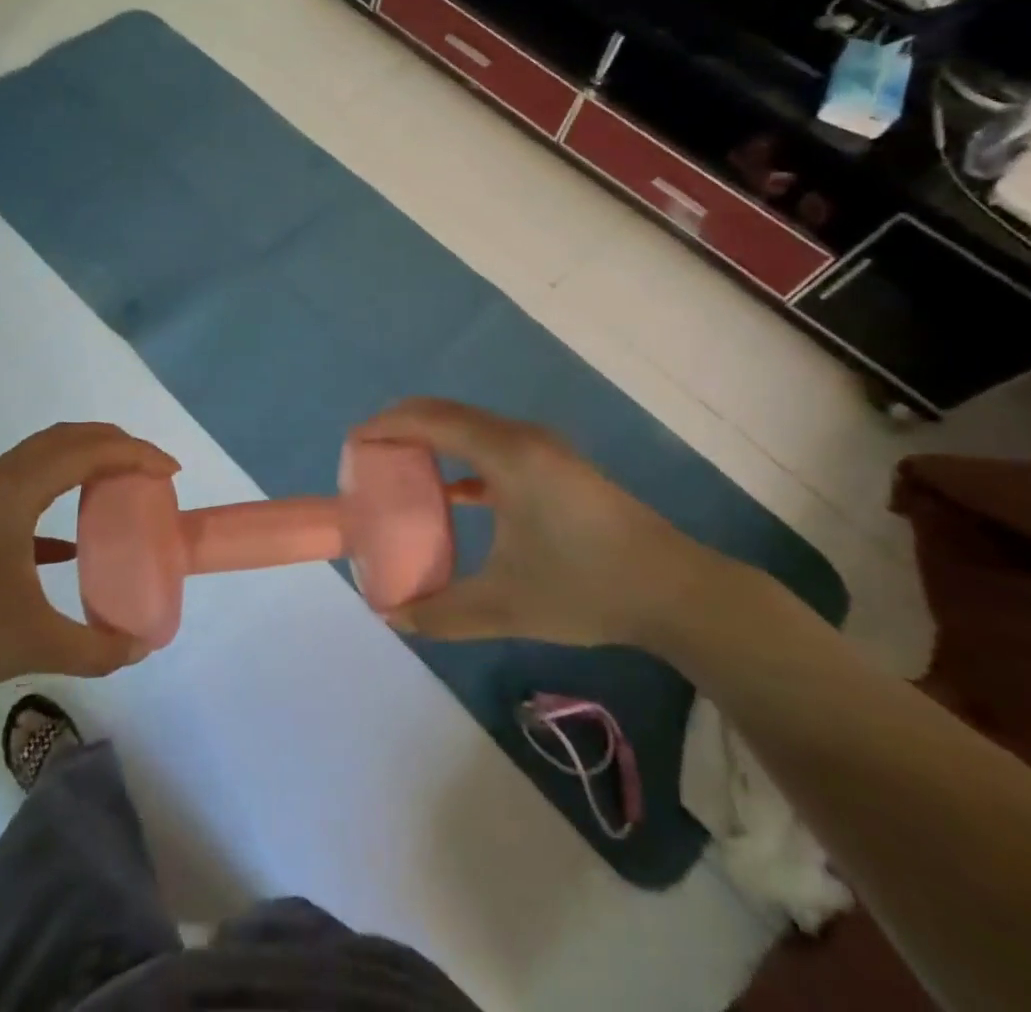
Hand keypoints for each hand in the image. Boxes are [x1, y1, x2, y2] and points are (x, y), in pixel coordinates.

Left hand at [0, 423, 179, 697]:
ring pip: (39, 458)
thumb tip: (140, 648)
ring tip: (117, 486)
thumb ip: (94, 648)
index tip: (171, 471)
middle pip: (64, 439)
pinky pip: (20, 488)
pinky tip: (69, 543)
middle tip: (151, 468)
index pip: (87, 452)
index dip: (135, 454)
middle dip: (113, 444)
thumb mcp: (31, 643)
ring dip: (82, 461)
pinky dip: (55, 494)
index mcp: (14, 492)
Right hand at [355, 399, 713, 647]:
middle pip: (447, 413)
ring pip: (472, 427)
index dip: (387, 426)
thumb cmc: (586, 588)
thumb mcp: (505, 607)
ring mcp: (544, 449)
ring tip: (400, 466)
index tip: (353, 443)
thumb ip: (441, 612)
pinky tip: (454, 493)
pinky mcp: (557, 466)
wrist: (677, 591)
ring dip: (433, 439)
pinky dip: (462, 458)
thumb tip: (392, 617)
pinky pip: (494, 446)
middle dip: (402, 426)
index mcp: (507, 455)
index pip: (431, 420)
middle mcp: (522, 438)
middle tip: (367, 454)